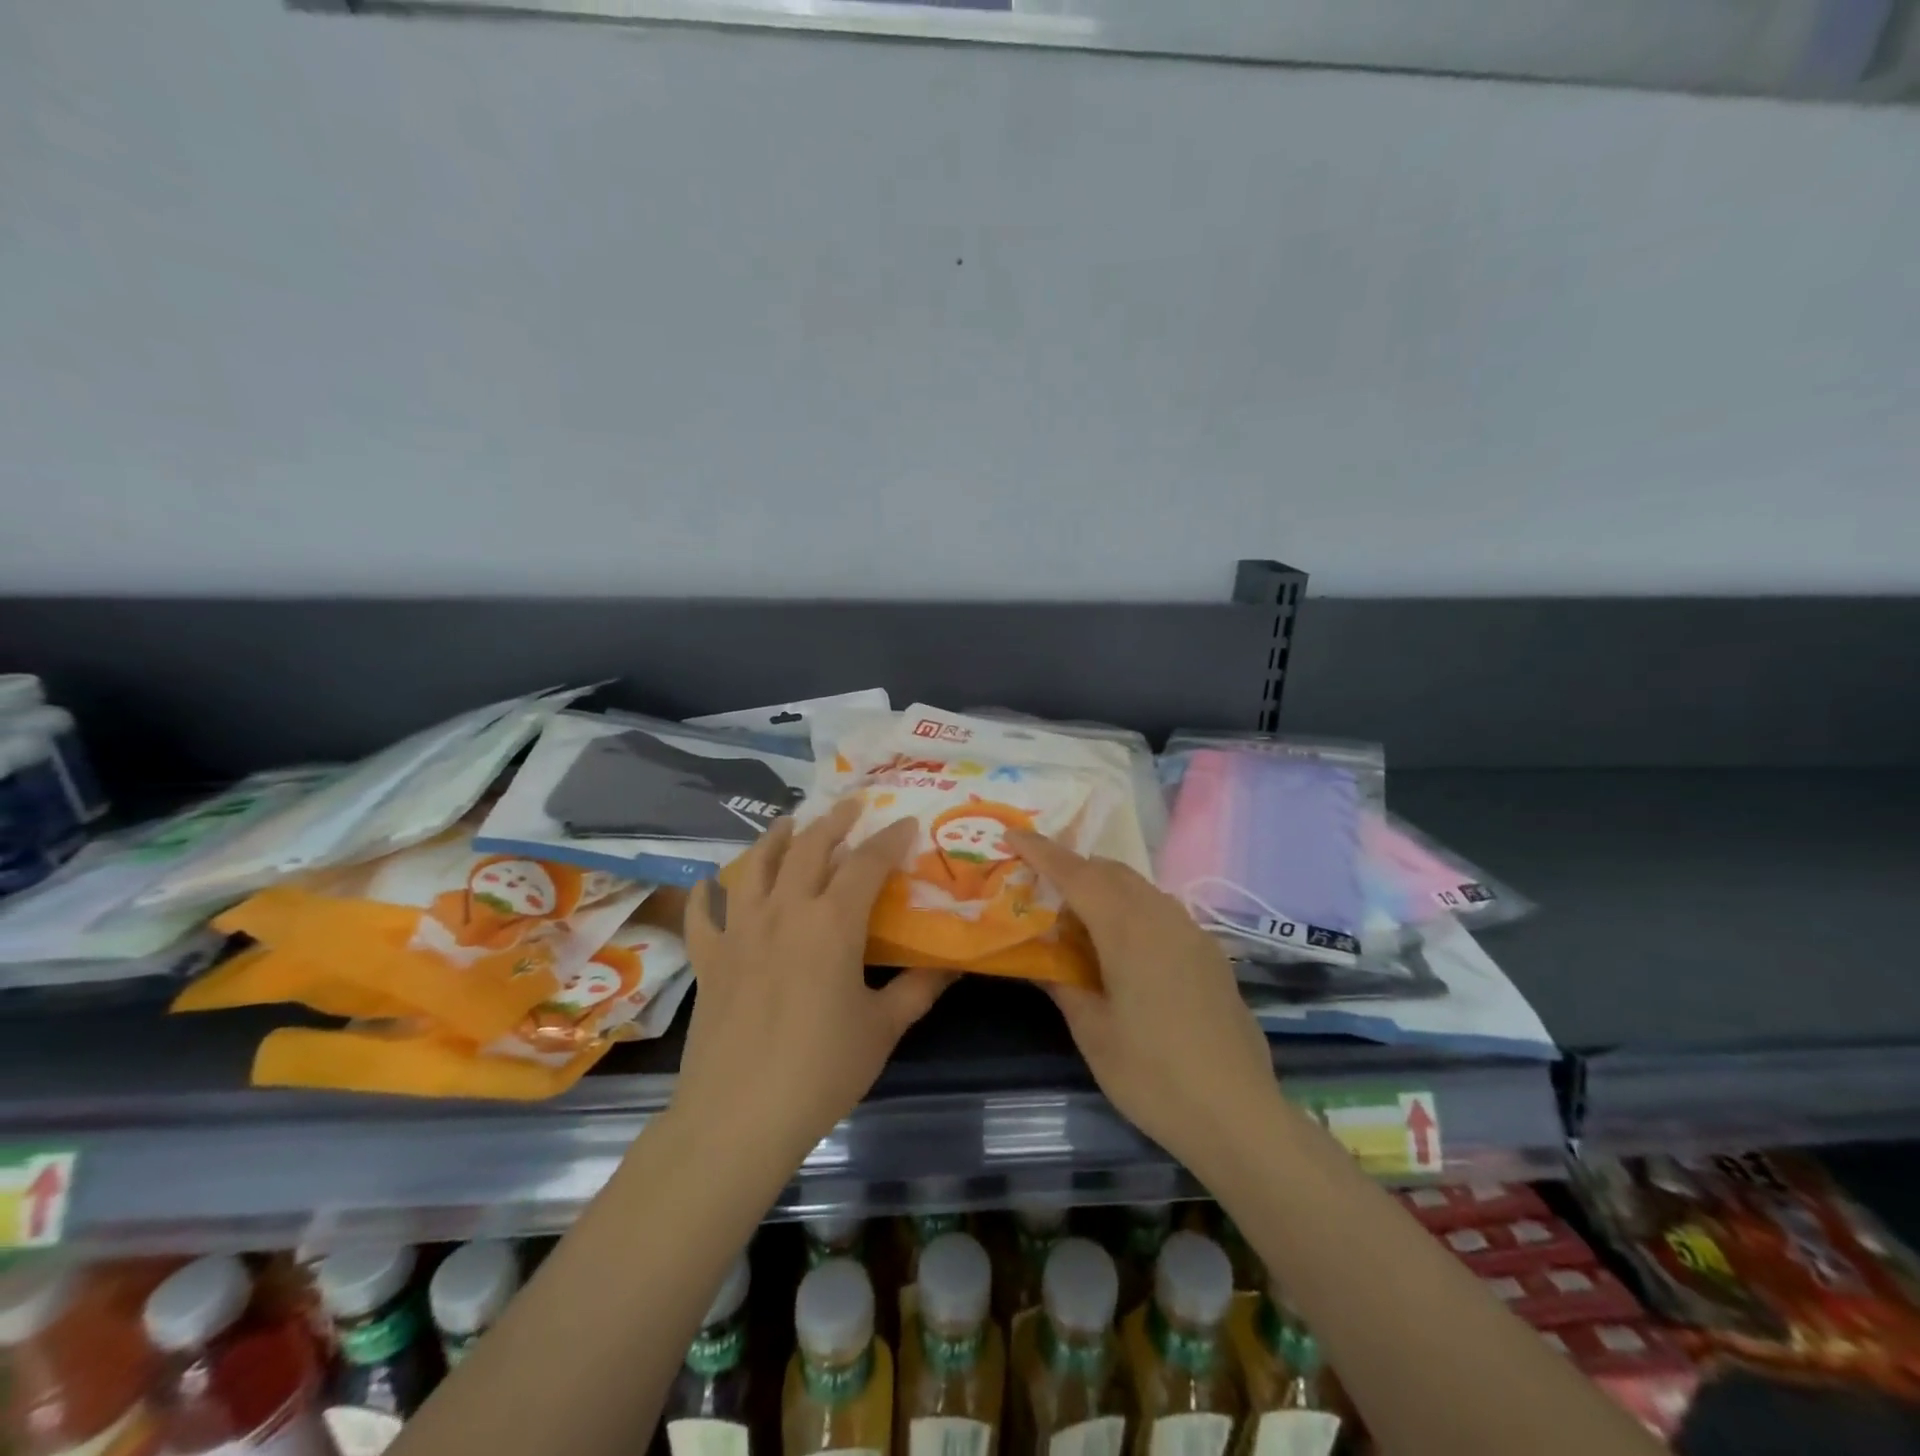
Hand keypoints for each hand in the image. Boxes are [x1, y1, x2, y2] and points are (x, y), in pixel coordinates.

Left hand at [674, 800, 953, 1161]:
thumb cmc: (821, 1071)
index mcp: (831, 923)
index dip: (889, 840)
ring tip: (788, 824)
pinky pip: (704, 915)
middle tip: (850, 806)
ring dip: (774, 839)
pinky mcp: (709, 958)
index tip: (906, 824)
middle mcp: (784, 911)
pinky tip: (708, 883)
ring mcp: (740, 931)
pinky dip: (706, 894)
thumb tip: (952, 964)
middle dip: (833, 822)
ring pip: (754, 866)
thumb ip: (918, 989)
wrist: (739, 1117)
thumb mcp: (882, 1029)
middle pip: (808, 848)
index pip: (866, 863)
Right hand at [1008, 831, 1281, 1176]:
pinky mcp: (1210, 953)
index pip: (1077, 874)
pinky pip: (1161, 910)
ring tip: (1076, 916)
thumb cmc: (1152, 1076)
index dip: (1042, 851)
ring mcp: (1192, 933)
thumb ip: (1063, 984)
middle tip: (1038, 885)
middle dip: (1072, 867)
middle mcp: (1163, 917)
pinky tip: (1121, 946)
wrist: (1237, 1114)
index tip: (1012, 834)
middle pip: (1110, 871)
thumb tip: (1039, 960)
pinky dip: (1131, 908)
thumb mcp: (1093, 1033)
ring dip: (1104, 887)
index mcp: (1129, 930)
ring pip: (1139, 887)